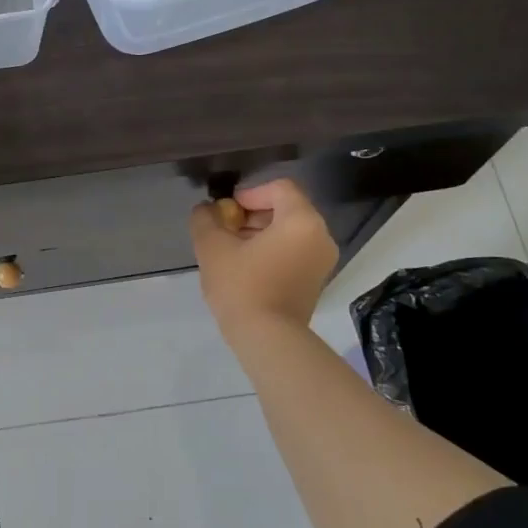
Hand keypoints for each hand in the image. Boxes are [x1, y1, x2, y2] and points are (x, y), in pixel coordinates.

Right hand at [189, 178, 337, 336]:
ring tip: (231, 251)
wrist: (267, 339)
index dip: (249, 194)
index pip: (279, 188)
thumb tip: (206, 210)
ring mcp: (322, 262)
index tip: (226, 212)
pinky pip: (294, 253)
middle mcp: (321, 236)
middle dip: (252, 215)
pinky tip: (246, 269)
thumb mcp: (212, 247)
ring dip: (260, 235)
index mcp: (302, 221)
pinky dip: (272, 252)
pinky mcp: (316, 282)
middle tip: (225, 231)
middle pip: (286, 210)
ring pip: (289, 233)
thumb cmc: (242, 286)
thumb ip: (205, 219)